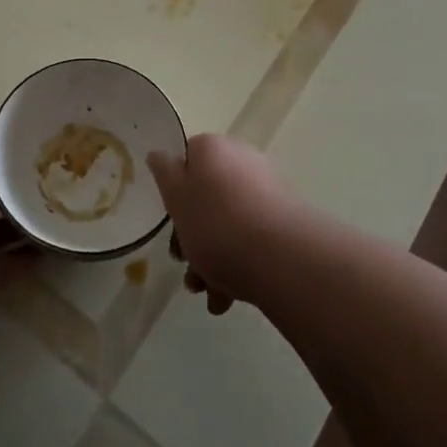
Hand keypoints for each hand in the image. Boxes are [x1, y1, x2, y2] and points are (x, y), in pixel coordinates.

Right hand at [148, 133, 295, 314]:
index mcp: (213, 148)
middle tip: (184, 263)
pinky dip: (237, 262)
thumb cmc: (216, 224)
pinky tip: (227, 297)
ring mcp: (267, 190)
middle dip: (192, 235)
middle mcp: (242, 160)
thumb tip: (160, 154)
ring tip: (206, 292)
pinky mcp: (286, 221)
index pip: (186, 159)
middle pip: (207, 195)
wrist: (282, 258)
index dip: (173, 191)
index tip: (170, 220)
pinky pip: (251, 237)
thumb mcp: (176, 197)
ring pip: (228, 221)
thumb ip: (164, 173)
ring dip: (211, 257)